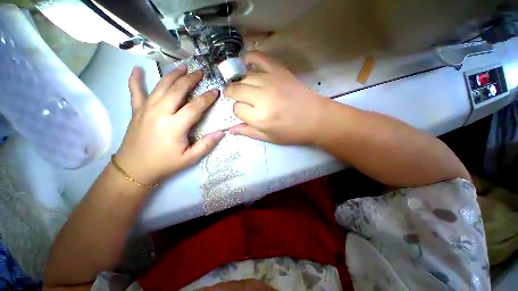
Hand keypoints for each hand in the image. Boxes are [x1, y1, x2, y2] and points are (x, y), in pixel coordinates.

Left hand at [115, 66, 224, 184]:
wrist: (134, 169)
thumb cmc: (165, 164)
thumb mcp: (190, 158)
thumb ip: (207, 144)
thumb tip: (222, 133)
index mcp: (174, 126)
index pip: (195, 107)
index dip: (207, 98)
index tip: (215, 91)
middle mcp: (159, 113)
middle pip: (177, 90)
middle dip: (191, 79)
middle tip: (200, 72)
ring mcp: (145, 109)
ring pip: (161, 86)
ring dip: (173, 75)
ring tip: (183, 67)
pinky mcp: (136, 110)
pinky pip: (135, 91)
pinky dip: (135, 79)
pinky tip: (137, 69)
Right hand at [224, 51, 327, 144]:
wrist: (316, 119)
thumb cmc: (292, 132)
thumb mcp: (269, 138)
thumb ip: (248, 132)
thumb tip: (230, 129)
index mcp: (259, 117)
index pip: (236, 109)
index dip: (239, 111)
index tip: (245, 113)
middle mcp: (262, 97)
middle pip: (236, 89)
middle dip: (233, 94)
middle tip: (238, 98)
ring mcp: (270, 81)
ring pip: (244, 76)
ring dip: (240, 82)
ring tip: (244, 87)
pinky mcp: (279, 70)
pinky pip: (259, 57)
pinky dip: (250, 57)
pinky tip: (246, 62)